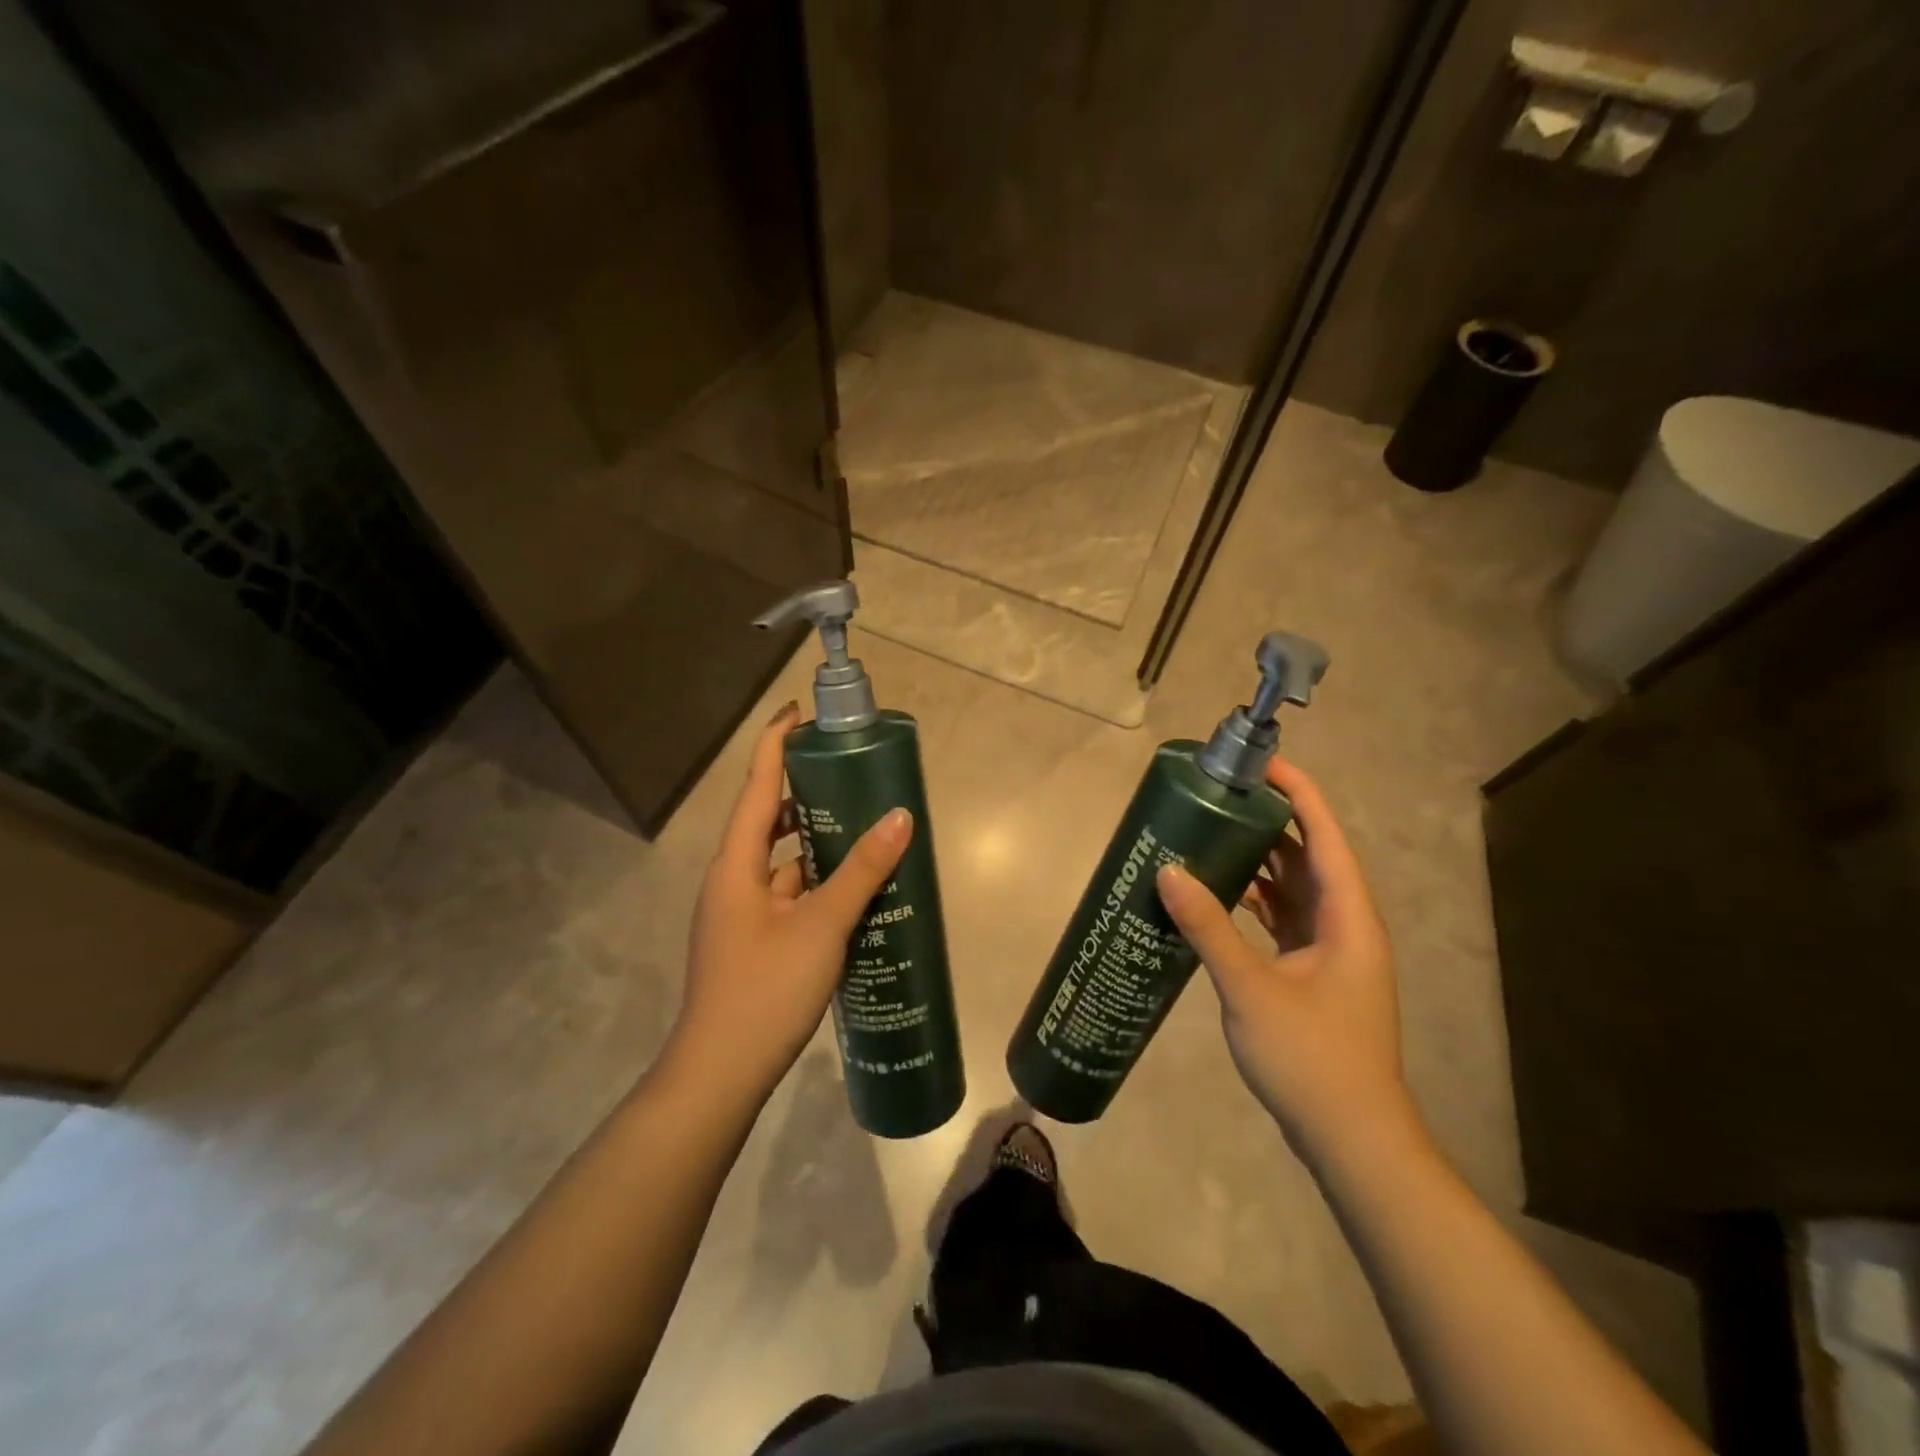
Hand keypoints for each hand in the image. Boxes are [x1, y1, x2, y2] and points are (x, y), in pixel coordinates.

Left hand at [675, 702, 912, 1099]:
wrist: (720, 1074)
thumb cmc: (765, 989)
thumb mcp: (821, 924)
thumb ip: (861, 870)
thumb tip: (900, 817)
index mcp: (736, 863)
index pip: (756, 785)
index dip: (775, 743)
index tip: (800, 712)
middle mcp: (732, 879)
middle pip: (767, 819)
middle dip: (804, 793)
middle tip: (850, 776)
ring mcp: (740, 913)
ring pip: (781, 861)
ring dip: (815, 843)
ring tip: (862, 829)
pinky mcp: (753, 941)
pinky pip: (787, 895)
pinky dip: (815, 883)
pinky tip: (852, 891)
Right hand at [1155, 758, 1422, 1168]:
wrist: (1351, 1138)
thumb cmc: (1312, 1057)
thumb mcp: (1250, 987)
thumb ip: (1209, 926)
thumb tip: (1168, 870)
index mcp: (1347, 916)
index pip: (1324, 835)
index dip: (1297, 792)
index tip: (1259, 763)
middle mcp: (1345, 924)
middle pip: (1309, 855)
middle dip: (1269, 822)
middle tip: (1219, 797)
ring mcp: (1332, 951)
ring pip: (1295, 888)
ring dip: (1259, 862)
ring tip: (1210, 836)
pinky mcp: (1314, 974)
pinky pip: (1284, 919)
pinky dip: (1254, 901)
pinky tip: (1217, 897)